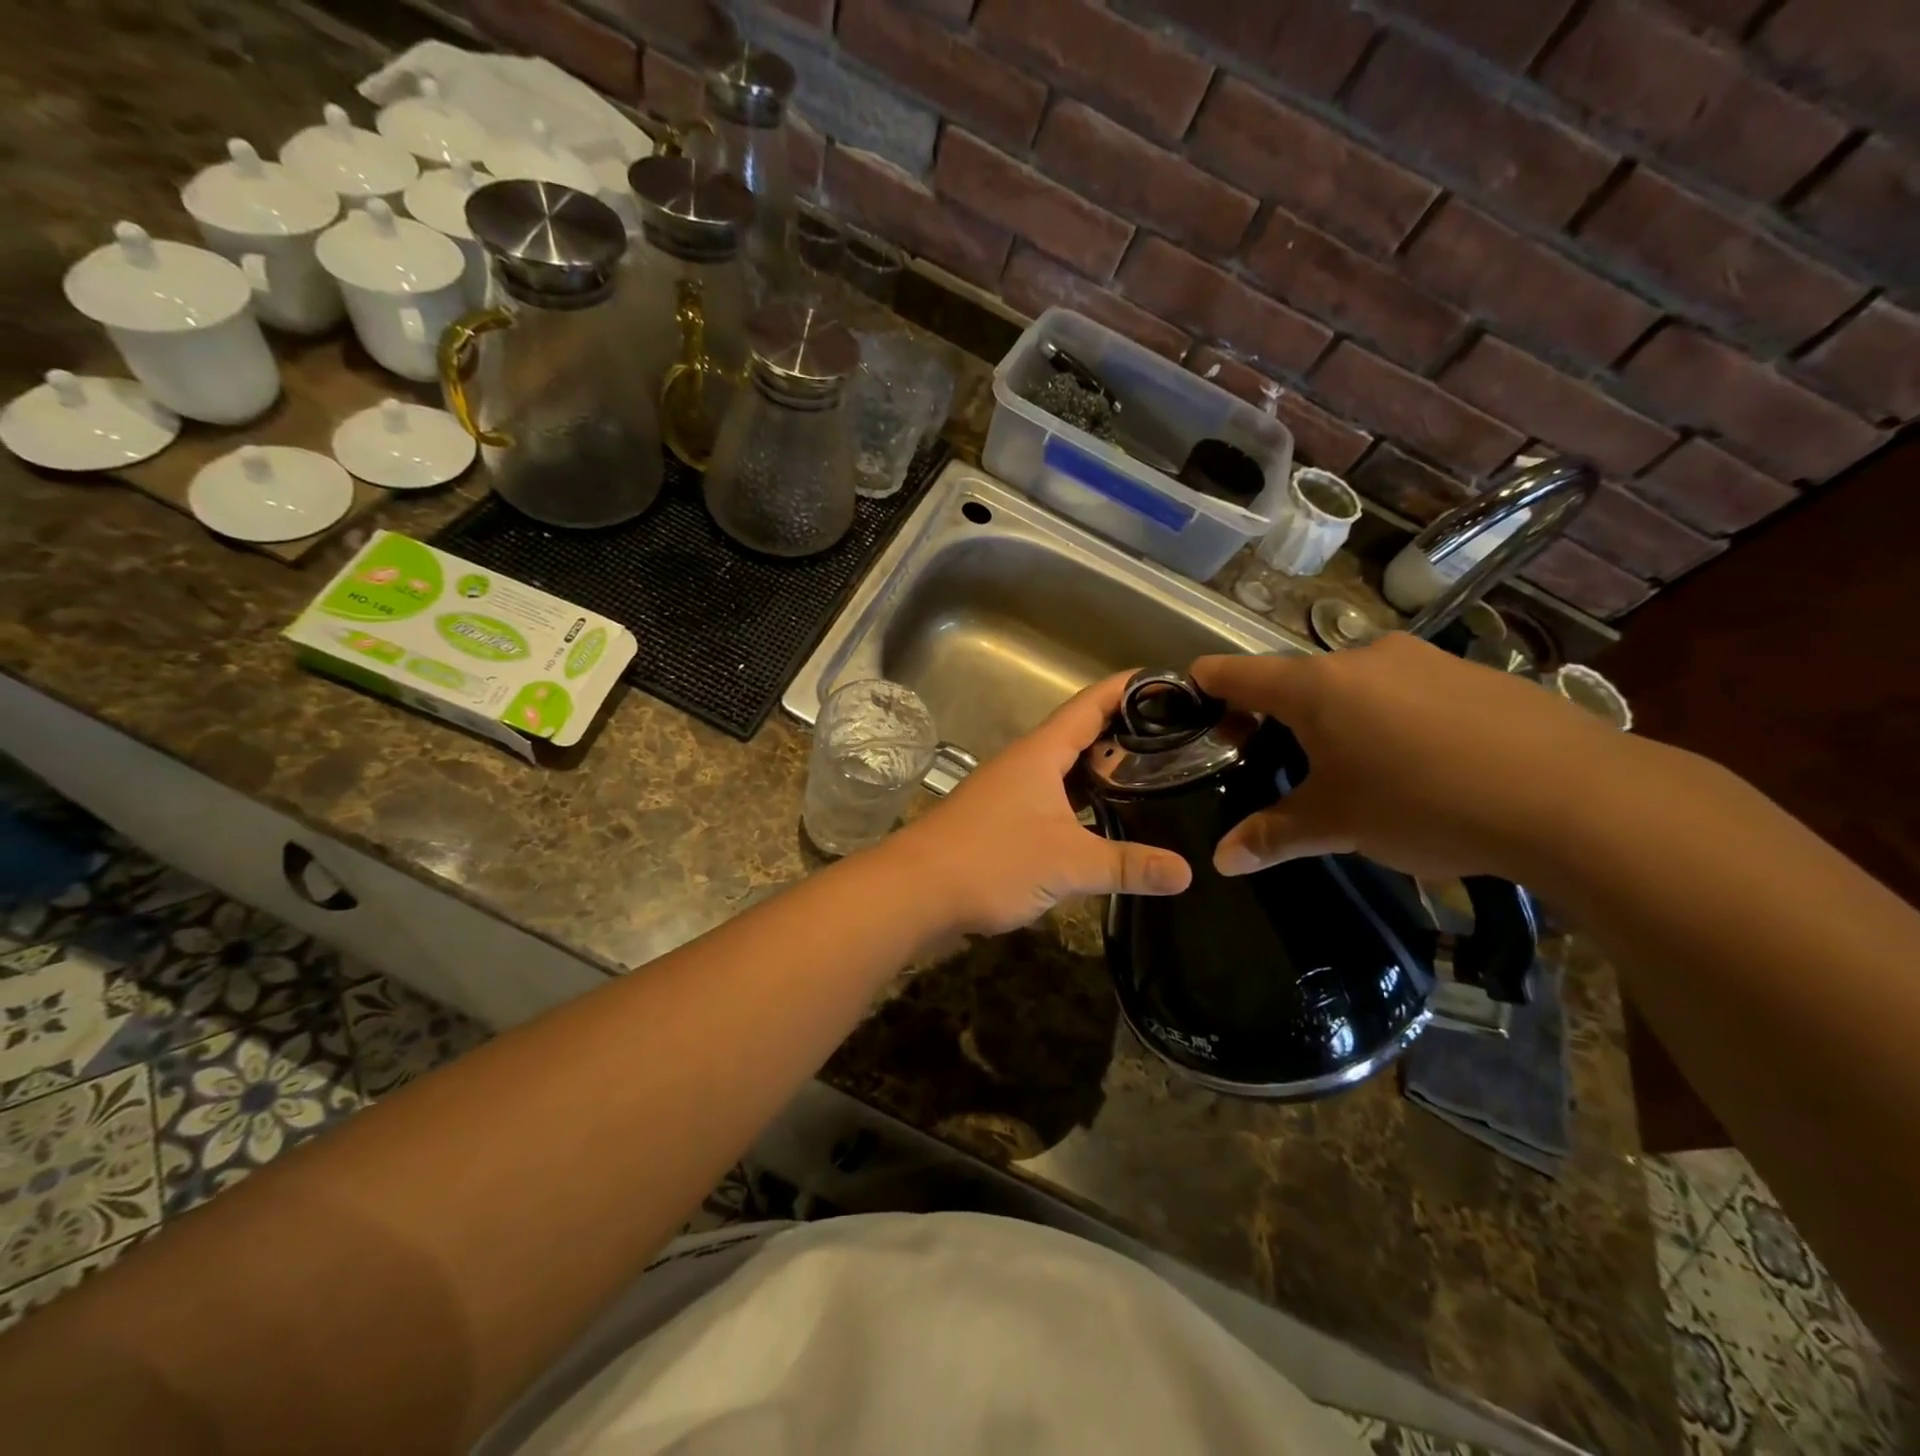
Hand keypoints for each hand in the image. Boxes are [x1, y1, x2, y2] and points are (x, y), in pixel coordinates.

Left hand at [888, 673, 1191, 935]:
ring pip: (1067, 773)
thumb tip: (1186, 873)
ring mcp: (1011, 793)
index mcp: (1040, 753)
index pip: (1091, 703)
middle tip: (1179, 743)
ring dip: (1104, 774)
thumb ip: (1127, 865)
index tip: (1172, 684)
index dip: (1129, 688)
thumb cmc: (991, 860)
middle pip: (1082, 736)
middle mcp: (1025, 764)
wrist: (915, 891)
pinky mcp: (1003, 823)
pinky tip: (1106, 825)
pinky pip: (1054, 802)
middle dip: (1127, 735)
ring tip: (1154, 782)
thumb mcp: (1067, 863)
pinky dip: (1083, 807)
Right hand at [1192, 634, 1637, 881]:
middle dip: (1281, 713)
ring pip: (1358, 684)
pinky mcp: (1476, 673)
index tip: (1192, 689)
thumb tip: (1221, 862)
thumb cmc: (1424, 803)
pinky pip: (1410, 690)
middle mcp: (1364, 658)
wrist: (1576, 797)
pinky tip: (1424, 761)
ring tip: (1357, 765)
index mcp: (1316, 687)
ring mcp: (1425, 660)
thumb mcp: (1339, 824)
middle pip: (1300, 680)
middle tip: (1279, 756)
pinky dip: (1395, 716)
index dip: (1210, 681)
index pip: (1240, 674)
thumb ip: (1274, 836)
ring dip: (1342, 715)